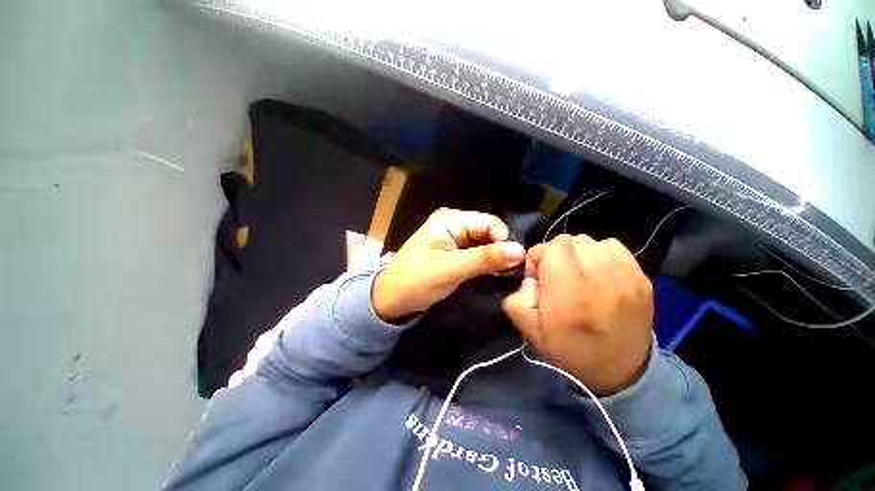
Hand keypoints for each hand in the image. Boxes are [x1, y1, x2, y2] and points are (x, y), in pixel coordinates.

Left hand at [373, 208, 525, 321]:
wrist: (392, 300)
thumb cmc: (416, 281)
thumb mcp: (451, 269)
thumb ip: (485, 259)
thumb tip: (520, 251)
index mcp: (450, 219)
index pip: (488, 222)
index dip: (504, 240)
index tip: (515, 262)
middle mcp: (453, 223)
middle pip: (487, 231)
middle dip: (500, 249)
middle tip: (511, 271)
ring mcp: (454, 238)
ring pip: (484, 243)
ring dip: (494, 257)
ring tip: (504, 273)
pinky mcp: (454, 253)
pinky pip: (476, 253)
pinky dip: (486, 262)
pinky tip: (493, 273)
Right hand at [502, 235, 653, 396]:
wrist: (620, 371)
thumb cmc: (568, 350)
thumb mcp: (528, 329)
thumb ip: (516, 297)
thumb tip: (530, 278)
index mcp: (570, 293)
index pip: (552, 247)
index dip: (538, 257)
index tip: (538, 276)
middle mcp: (600, 278)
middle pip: (570, 241)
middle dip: (554, 253)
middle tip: (555, 275)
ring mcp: (626, 276)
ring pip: (590, 241)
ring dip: (575, 252)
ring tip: (575, 273)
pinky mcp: (642, 277)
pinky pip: (612, 246)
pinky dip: (598, 253)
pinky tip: (595, 271)